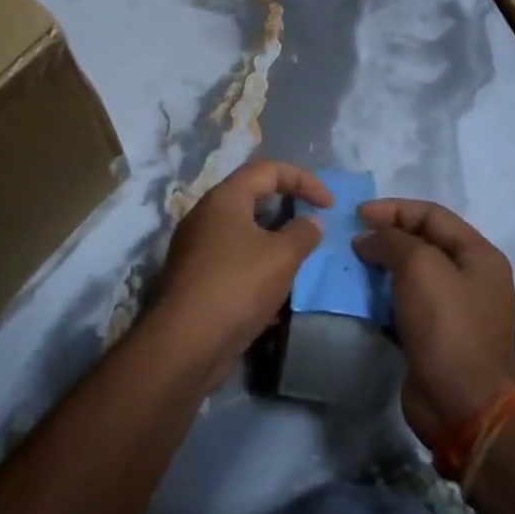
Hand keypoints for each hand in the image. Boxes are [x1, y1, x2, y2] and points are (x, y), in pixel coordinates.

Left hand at [150, 160, 332, 386]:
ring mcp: (197, 247)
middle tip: (313, 225)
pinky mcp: (196, 278)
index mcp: (224, 198)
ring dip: (274, 240)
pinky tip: (275, 291)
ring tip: (299, 259)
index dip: (303, 179)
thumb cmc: (236, 286)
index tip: (329, 204)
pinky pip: (233, 259)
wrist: (184, 344)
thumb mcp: (281, 257)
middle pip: (252, 197)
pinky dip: (258, 265)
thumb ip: (302, 233)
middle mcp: (206, 215)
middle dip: (287, 207)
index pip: (267, 169)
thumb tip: (312, 220)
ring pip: (243, 232)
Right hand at [355, 200, 514, 447]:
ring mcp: (454, 310)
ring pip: (411, 274)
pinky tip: (359, 296)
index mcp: (479, 255)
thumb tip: (369, 238)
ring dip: (381, 266)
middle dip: (386, 236)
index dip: (393, 209)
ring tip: (350, 265)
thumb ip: (392, 240)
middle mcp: (470, 278)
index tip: (357, 215)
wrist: (464, 406)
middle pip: (422, 242)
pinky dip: (382, 296)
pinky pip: (405, 303)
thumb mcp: (421, 267)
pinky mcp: (435, 336)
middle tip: (351, 239)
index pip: (432, 214)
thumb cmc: (448, 327)